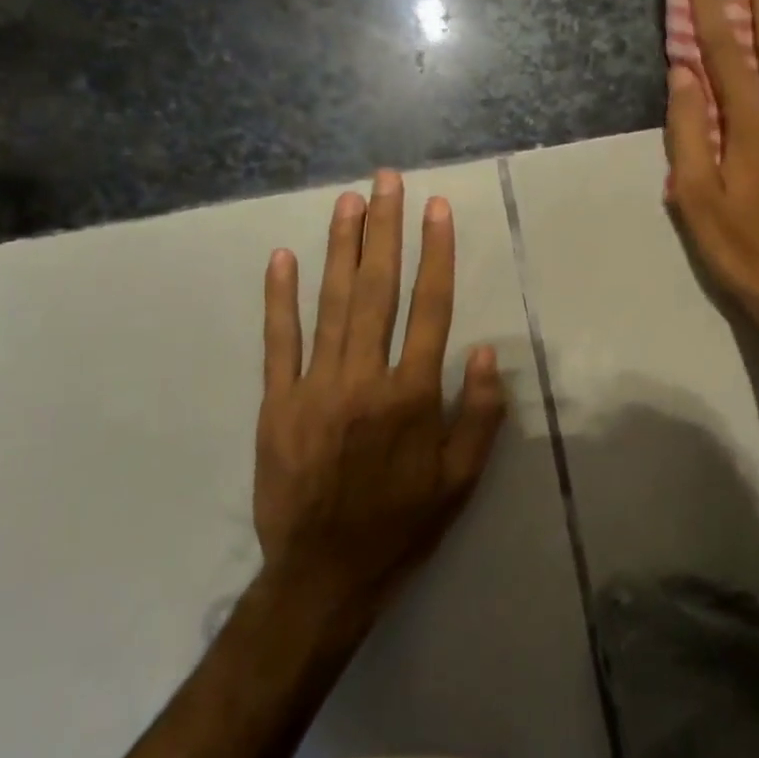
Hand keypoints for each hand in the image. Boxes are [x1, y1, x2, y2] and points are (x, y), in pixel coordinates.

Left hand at [252, 172, 507, 611]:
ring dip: (341, 248)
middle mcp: (364, 379)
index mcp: (411, 395)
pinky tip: (283, 258)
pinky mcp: (276, 404)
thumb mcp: (461, 479)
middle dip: (384, 230)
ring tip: (349, 201)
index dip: (436, 254)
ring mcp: (314, 388)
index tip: (437, 209)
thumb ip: (478, 413)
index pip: (429, 308)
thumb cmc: (403, 524)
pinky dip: (280, 298)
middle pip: (377, 290)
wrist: (323, 575)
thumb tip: (482, 349)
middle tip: (387, 181)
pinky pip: (278, 342)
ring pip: (330, 304)